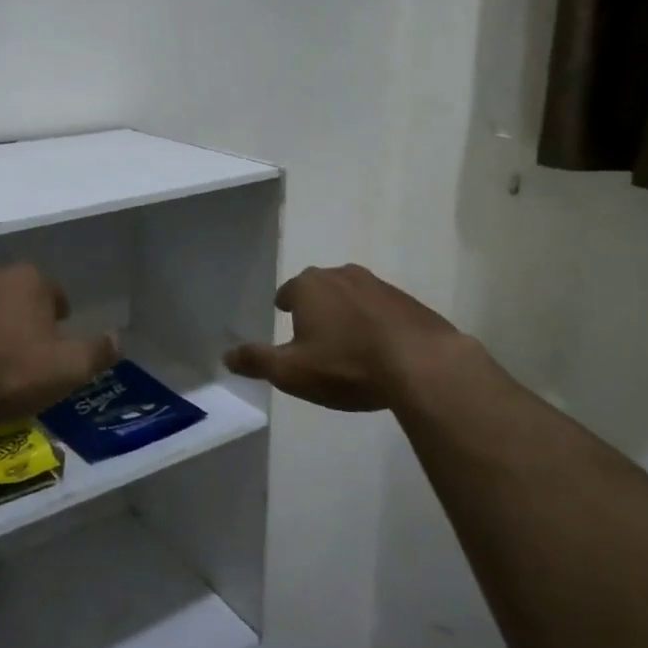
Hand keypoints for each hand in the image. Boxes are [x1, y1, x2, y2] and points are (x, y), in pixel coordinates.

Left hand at [0, 264, 118, 426]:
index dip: (62, 317)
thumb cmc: (14, 369)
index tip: (61, 341)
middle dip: (28, 318)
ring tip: (3, 365)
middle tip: (34, 352)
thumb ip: (98, 351)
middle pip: (19, 296)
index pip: (55, 292)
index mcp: (29, 280)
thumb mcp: (70, 367)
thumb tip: (118, 340)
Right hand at [224, 264, 467, 410]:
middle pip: (319, 287)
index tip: (286, 319)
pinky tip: (378, 345)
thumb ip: (257, 361)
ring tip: (346, 340)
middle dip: (314, 305)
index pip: (288, 291)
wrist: (421, 363)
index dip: (285, 306)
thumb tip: (225, 356)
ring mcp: (377, 284)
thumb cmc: (347, 365)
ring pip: (350, 294)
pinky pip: (379, 307)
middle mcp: (341, 275)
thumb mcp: (292, 372)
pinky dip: (373, 321)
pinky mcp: (407, 300)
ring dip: (345, 311)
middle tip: (313, 332)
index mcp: (310, 286)